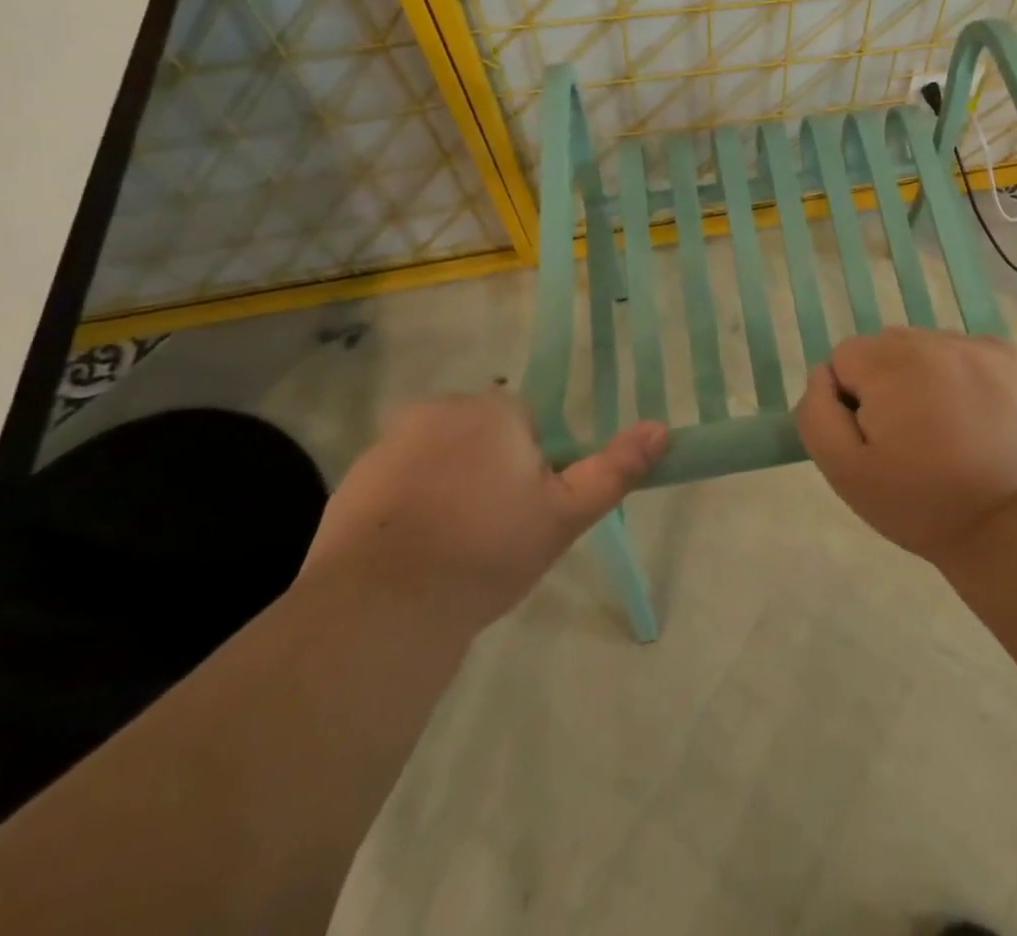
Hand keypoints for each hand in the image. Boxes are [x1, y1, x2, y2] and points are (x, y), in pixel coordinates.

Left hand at [302, 391, 666, 624]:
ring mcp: (389, 442)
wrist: (382, 608)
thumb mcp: (565, 515)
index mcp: (494, 409)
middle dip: (492, 469)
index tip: (529, 509)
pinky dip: (410, 503)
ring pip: (440, 455)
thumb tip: (663, 427)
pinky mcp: (353, 479)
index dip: (535, 465)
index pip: (528, 422)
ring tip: (454, 545)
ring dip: (451, 483)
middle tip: (496, 529)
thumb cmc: (488, 550)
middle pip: (482, 432)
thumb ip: (614, 468)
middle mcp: (440, 409)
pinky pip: (400, 480)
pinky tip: (415, 551)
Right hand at [794, 327, 1016, 563]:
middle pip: (887, 346)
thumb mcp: (843, 471)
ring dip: (925, 376)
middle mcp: (933, 340)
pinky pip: (970, 353)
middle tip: (908, 436)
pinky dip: (965, 375)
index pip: (845, 357)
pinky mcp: (1015, 360)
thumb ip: (816, 413)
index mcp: (889, 363)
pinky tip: (975, 415)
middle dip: (887, 382)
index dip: (852, 399)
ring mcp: (979, 347)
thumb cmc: (919, 503)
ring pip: (928, 347)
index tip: (875, 437)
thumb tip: (823, 375)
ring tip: (945, 428)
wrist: (1009, 526)